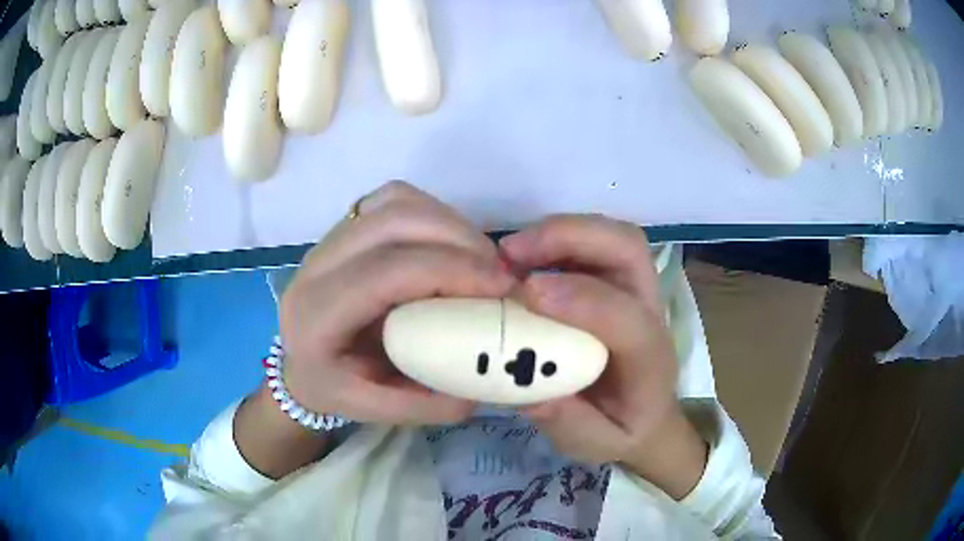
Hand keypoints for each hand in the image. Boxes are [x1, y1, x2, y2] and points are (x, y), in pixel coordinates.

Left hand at [279, 181, 514, 425]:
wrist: (299, 360)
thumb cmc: (333, 387)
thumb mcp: (376, 411)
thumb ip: (430, 403)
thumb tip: (489, 372)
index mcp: (317, 315)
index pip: (386, 273)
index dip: (450, 270)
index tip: (502, 286)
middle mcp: (316, 265)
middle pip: (393, 221)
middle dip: (459, 238)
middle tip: (498, 271)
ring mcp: (328, 238)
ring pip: (395, 202)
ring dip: (449, 222)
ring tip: (480, 258)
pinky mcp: (345, 227)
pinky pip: (394, 199)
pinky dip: (433, 213)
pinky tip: (451, 245)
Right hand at [500, 215, 706, 498]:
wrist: (651, 415)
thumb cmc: (625, 429)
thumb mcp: (597, 444)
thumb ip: (571, 424)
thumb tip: (531, 393)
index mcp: (649, 359)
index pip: (626, 318)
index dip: (581, 299)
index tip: (526, 293)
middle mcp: (650, 311)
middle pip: (628, 248)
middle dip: (570, 237)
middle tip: (511, 252)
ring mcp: (637, 288)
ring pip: (613, 236)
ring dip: (560, 232)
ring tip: (510, 251)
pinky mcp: (618, 281)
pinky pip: (594, 244)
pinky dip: (557, 240)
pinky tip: (524, 258)